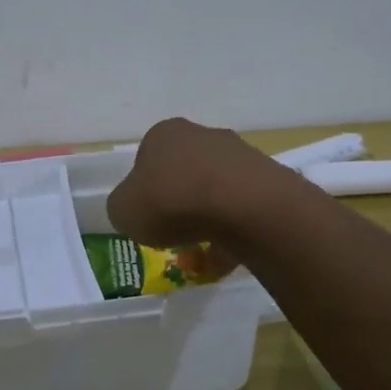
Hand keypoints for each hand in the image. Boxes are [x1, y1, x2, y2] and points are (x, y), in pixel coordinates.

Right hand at [107, 117, 287, 251]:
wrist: (242, 205)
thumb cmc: (171, 200)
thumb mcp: (123, 211)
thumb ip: (124, 208)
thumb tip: (135, 209)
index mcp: (163, 134)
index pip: (147, 161)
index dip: (144, 192)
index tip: (147, 217)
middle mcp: (201, 135)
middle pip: (183, 173)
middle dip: (178, 204)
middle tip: (173, 235)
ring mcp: (238, 154)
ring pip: (214, 191)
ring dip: (207, 219)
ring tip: (202, 252)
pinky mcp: (267, 178)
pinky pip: (241, 209)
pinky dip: (232, 231)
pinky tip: (227, 255)